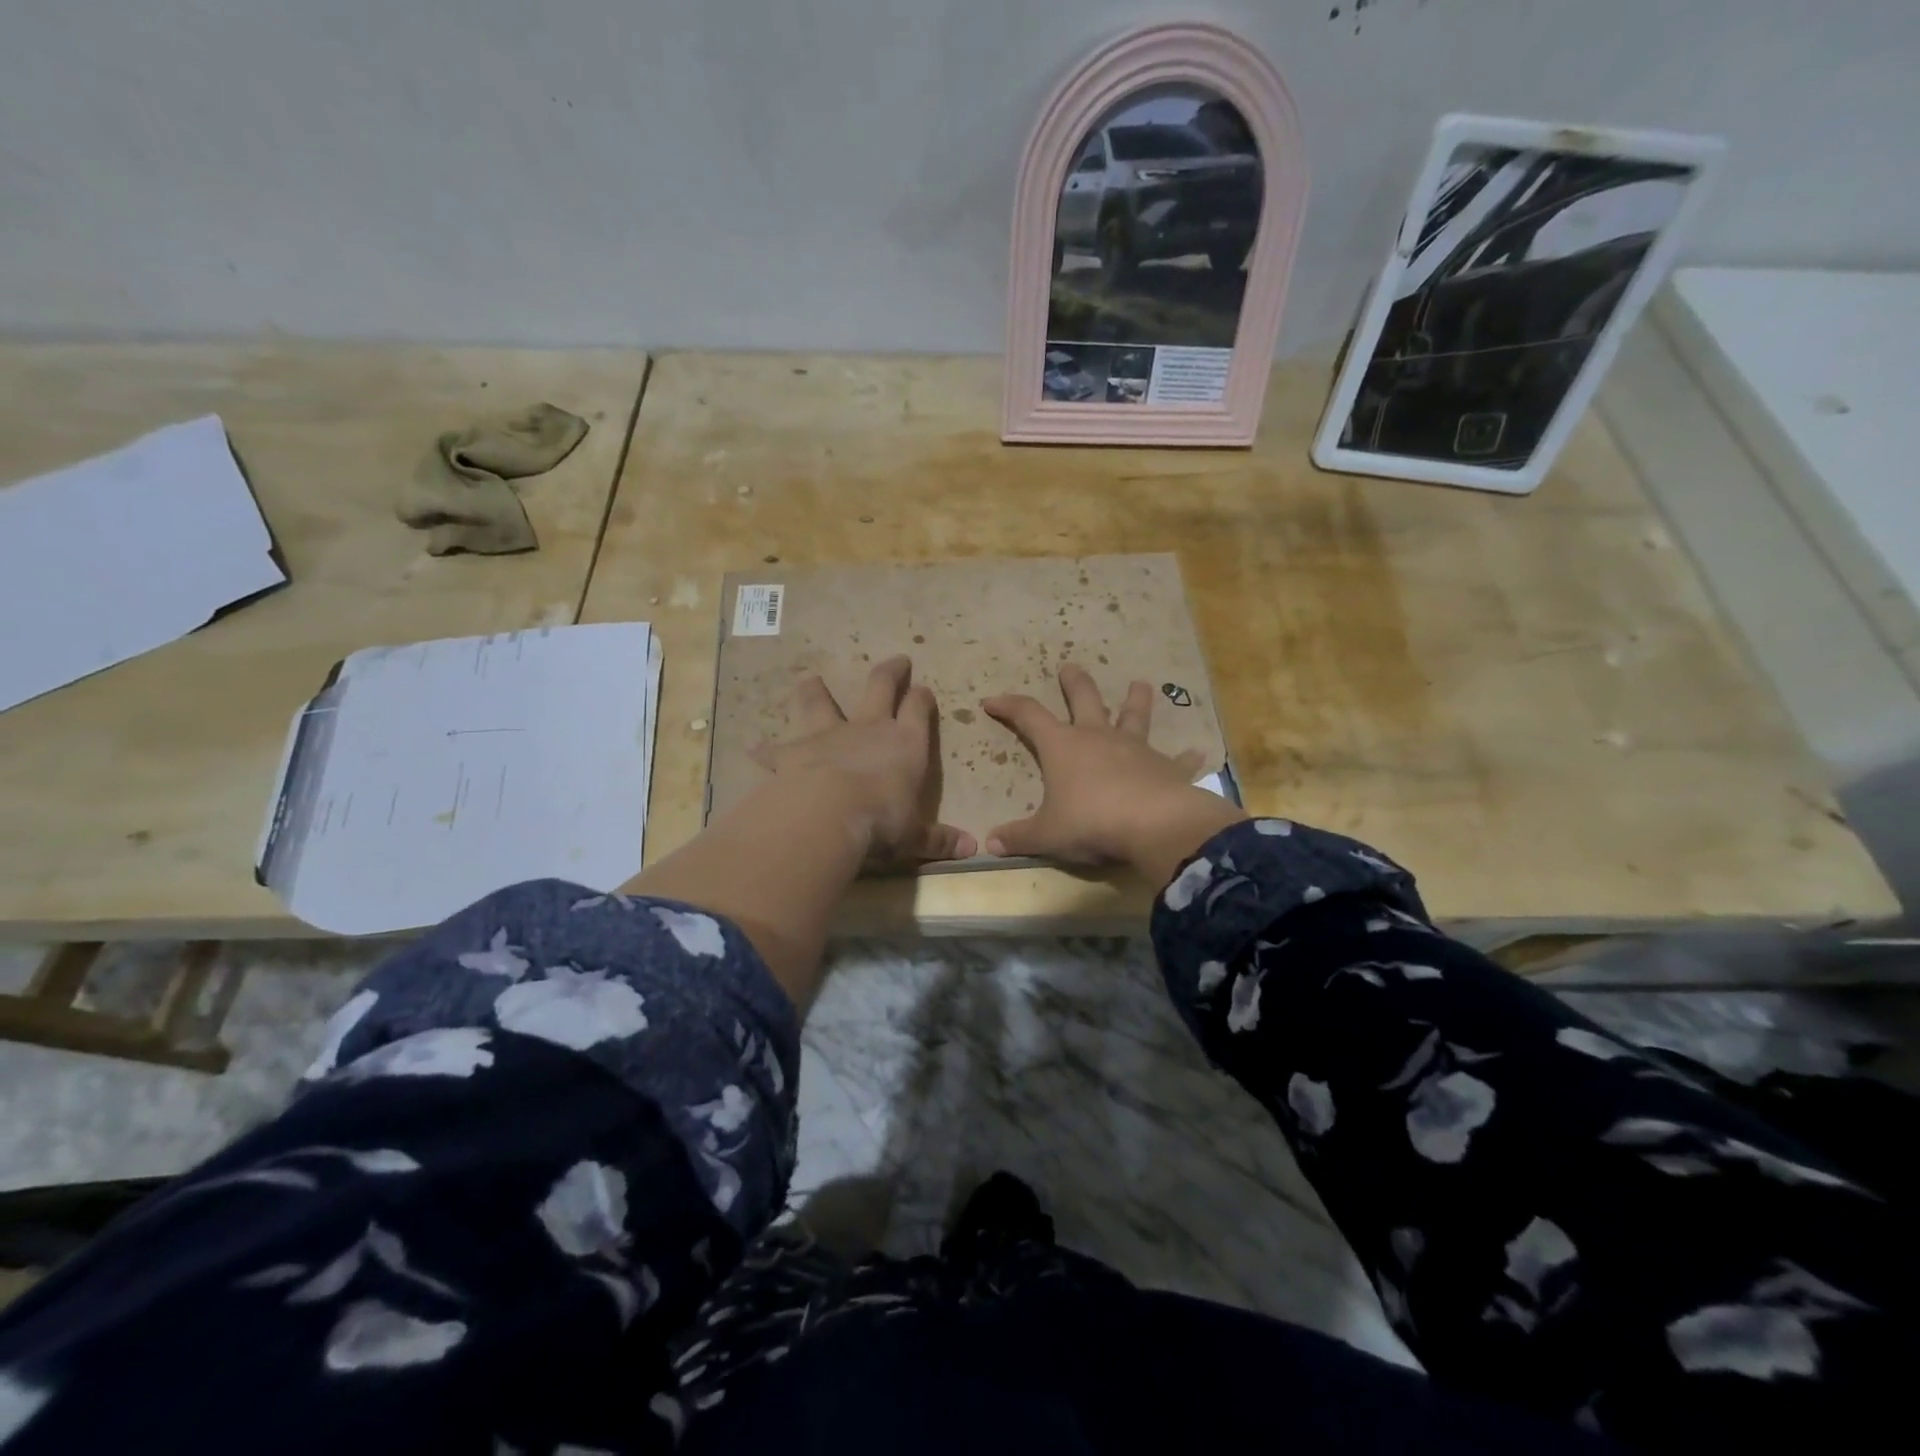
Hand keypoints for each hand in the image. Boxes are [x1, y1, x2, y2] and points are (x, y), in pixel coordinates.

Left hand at [751, 655, 975, 867]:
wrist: (827, 812)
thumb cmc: (882, 820)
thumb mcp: (914, 835)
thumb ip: (938, 839)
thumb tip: (972, 848)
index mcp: (905, 743)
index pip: (918, 710)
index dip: (922, 698)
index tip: (923, 690)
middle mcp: (868, 729)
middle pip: (880, 687)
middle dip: (890, 672)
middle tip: (896, 660)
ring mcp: (828, 735)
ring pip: (821, 702)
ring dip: (815, 690)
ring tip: (808, 678)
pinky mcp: (793, 752)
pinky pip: (776, 748)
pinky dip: (766, 750)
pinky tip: (754, 750)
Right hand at [982, 664, 1245, 882]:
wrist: (1155, 826)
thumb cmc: (1091, 823)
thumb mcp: (1048, 835)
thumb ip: (1019, 837)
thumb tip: (990, 842)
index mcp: (1063, 747)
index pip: (1028, 716)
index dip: (1008, 706)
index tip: (991, 701)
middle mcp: (1098, 738)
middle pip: (1084, 700)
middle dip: (1075, 683)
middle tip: (1070, 667)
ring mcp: (1135, 750)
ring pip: (1134, 717)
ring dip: (1136, 700)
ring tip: (1141, 684)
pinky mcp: (1167, 768)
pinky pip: (1176, 760)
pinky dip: (1184, 757)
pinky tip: (1196, 752)